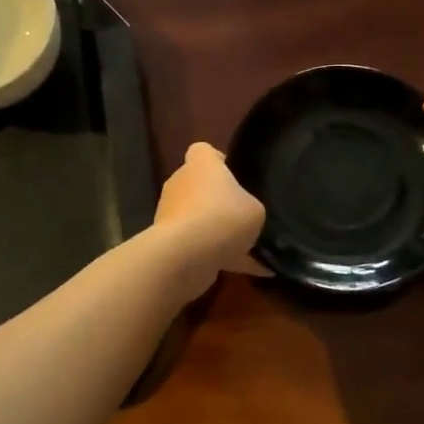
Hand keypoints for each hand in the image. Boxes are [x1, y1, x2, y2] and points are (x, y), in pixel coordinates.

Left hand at [152, 143, 267, 294]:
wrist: (186, 255)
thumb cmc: (223, 217)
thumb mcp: (255, 208)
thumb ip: (251, 205)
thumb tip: (247, 213)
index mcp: (200, 164)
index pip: (203, 151)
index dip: (219, 160)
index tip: (236, 177)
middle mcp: (180, 183)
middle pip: (200, 186)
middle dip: (219, 201)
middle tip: (244, 217)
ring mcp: (170, 213)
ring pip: (198, 218)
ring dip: (217, 232)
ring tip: (251, 250)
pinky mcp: (168, 241)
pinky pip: (198, 246)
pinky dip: (219, 257)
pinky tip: (251, 272)